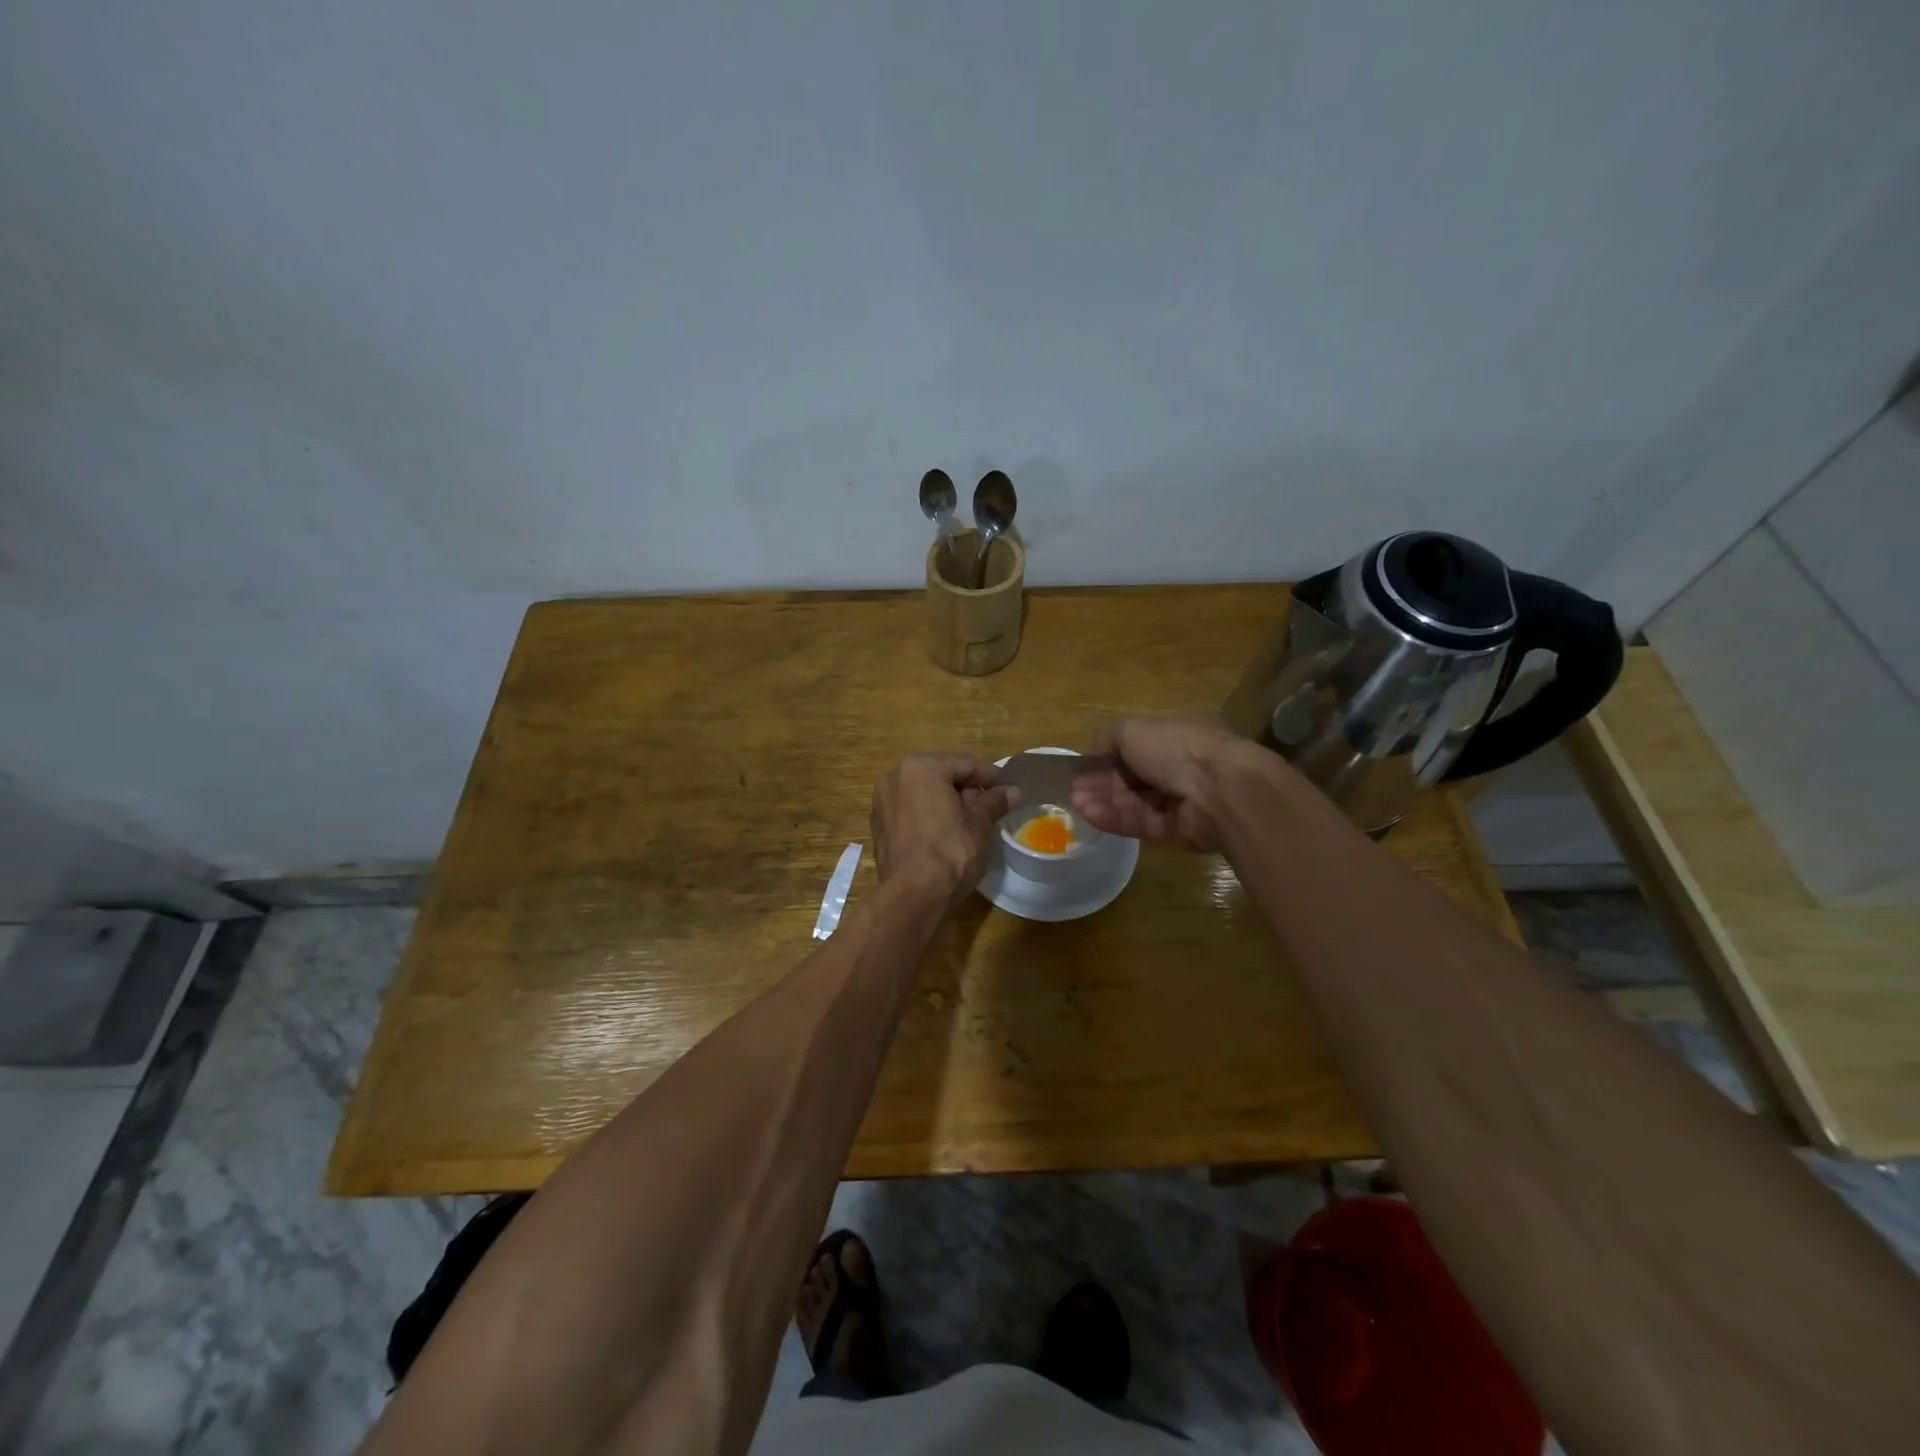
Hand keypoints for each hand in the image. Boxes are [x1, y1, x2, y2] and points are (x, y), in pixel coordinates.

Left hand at [871, 753, 1019, 910]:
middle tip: (993, 806)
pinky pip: (911, 812)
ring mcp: (882, 803)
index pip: (964, 764)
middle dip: (968, 789)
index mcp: (920, 767)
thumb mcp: (979, 823)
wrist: (913, 896)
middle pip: (941, 776)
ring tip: (973, 821)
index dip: (991, 777)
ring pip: (924, 794)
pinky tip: (947, 834)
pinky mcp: (879, 827)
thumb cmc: (950, 850)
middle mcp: (895, 777)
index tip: (1010, 790)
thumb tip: (1013, 791)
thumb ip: (995, 801)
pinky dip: (929, 816)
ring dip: (948, 803)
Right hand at [1071, 717, 1272, 851]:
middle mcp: (1179, 766)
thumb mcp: (1132, 728)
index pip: (1135, 747)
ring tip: (1075, 803)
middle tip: (1073, 789)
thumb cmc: (1175, 748)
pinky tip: (1090, 814)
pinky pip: (1141, 823)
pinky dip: (1115, 819)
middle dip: (1102, 782)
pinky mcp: (1177, 829)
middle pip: (1133, 777)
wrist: (1218, 790)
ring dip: (1104, 801)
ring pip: (1134, 801)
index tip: (1082, 767)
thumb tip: (1095, 753)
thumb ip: (1108, 737)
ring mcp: (1180, 800)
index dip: (1107, 756)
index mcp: (1174, 736)